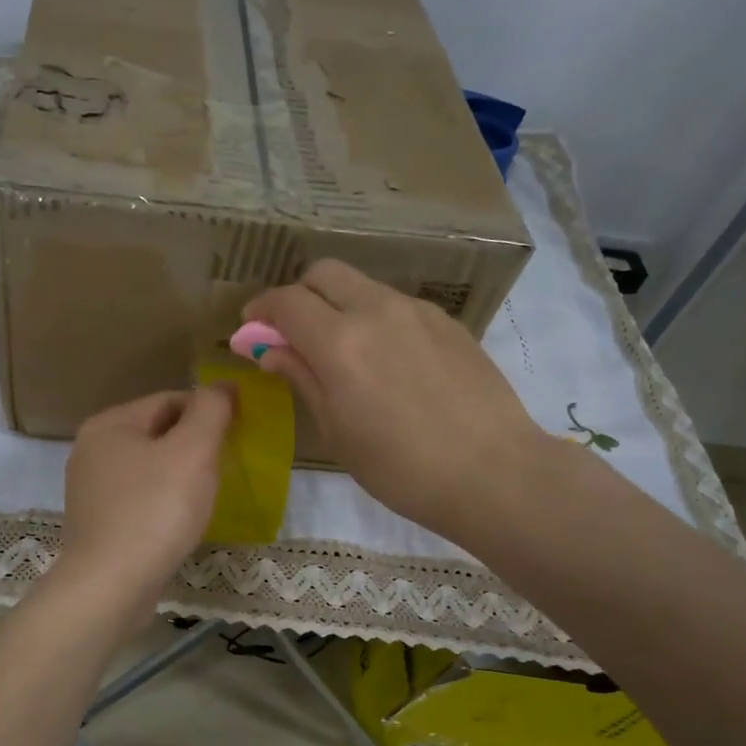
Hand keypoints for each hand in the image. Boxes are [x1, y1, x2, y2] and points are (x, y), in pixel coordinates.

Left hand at [56, 386, 233, 609]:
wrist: (110, 586)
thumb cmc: (155, 510)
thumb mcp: (192, 451)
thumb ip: (211, 411)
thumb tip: (223, 387)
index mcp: (109, 424)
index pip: (169, 399)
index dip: (208, 411)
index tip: (239, 432)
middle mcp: (92, 450)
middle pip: (157, 432)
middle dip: (194, 444)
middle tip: (227, 465)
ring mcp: (90, 489)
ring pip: (149, 468)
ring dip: (180, 475)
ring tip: (208, 494)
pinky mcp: (97, 523)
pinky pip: (140, 499)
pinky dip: (163, 502)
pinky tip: (181, 521)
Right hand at [244, 260, 549, 538]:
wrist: (493, 472)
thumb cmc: (400, 468)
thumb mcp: (337, 431)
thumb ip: (302, 378)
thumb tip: (270, 349)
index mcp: (340, 343)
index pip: (286, 301)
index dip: (261, 310)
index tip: (251, 330)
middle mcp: (376, 311)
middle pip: (324, 273)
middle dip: (298, 295)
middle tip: (293, 333)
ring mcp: (417, 311)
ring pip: (362, 286)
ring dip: (338, 305)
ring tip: (343, 352)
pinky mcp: (447, 322)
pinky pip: (396, 305)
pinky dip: (374, 319)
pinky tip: (387, 362)